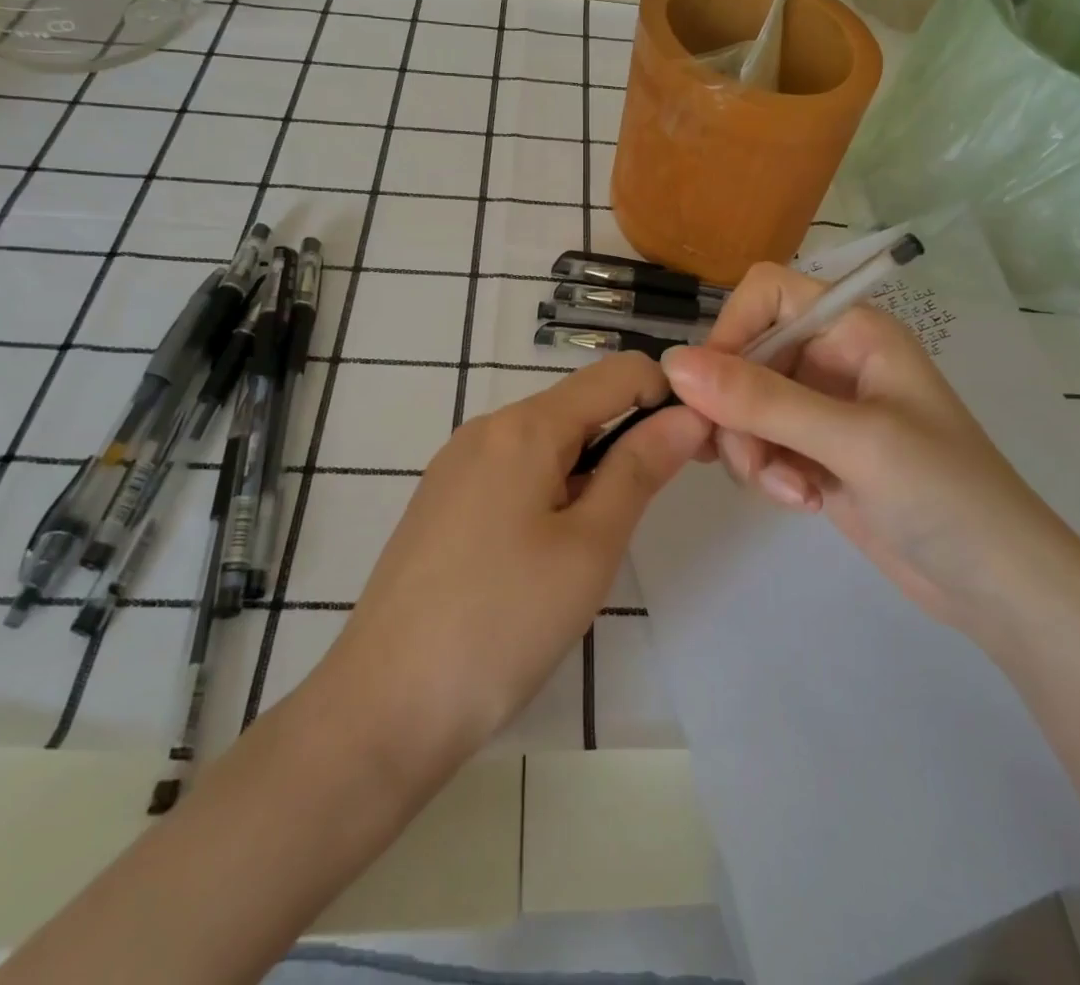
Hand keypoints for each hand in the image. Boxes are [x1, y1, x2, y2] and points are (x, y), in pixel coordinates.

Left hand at [316, 353, 709, 772]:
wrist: (382, 707)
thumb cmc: (502, 624)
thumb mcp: (589, 547)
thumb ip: (639, 469)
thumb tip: (686, 415)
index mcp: (524, 426)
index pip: (616, 373)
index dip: (667, 396)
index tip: (696, 446)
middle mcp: (486, 428)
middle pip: (579, 405)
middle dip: (628, 436)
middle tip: (653, 504)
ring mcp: (456, 464)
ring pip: (546, 441)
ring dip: (589, 469)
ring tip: (595, 542)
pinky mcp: (441, 500)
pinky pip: (513, 470)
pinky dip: (550, 489)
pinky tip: (545, 552)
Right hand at [661, 262, 1074, 631]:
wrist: (999, 587)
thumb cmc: (945, 494)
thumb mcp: (854, 441)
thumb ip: (762, 400)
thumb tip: (672, 363)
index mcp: (852, 330)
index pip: (765, 293)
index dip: (731, 331)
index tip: (712, 390)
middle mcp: (831, 358)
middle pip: (744, 356)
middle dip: (737, 411)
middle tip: (750, 462)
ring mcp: (821, 408)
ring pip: (743, 406)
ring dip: (752, 450)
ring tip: (792, 491)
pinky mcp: (813, 452)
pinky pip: (759, 444)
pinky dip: (766, 472)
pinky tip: (803, 502)